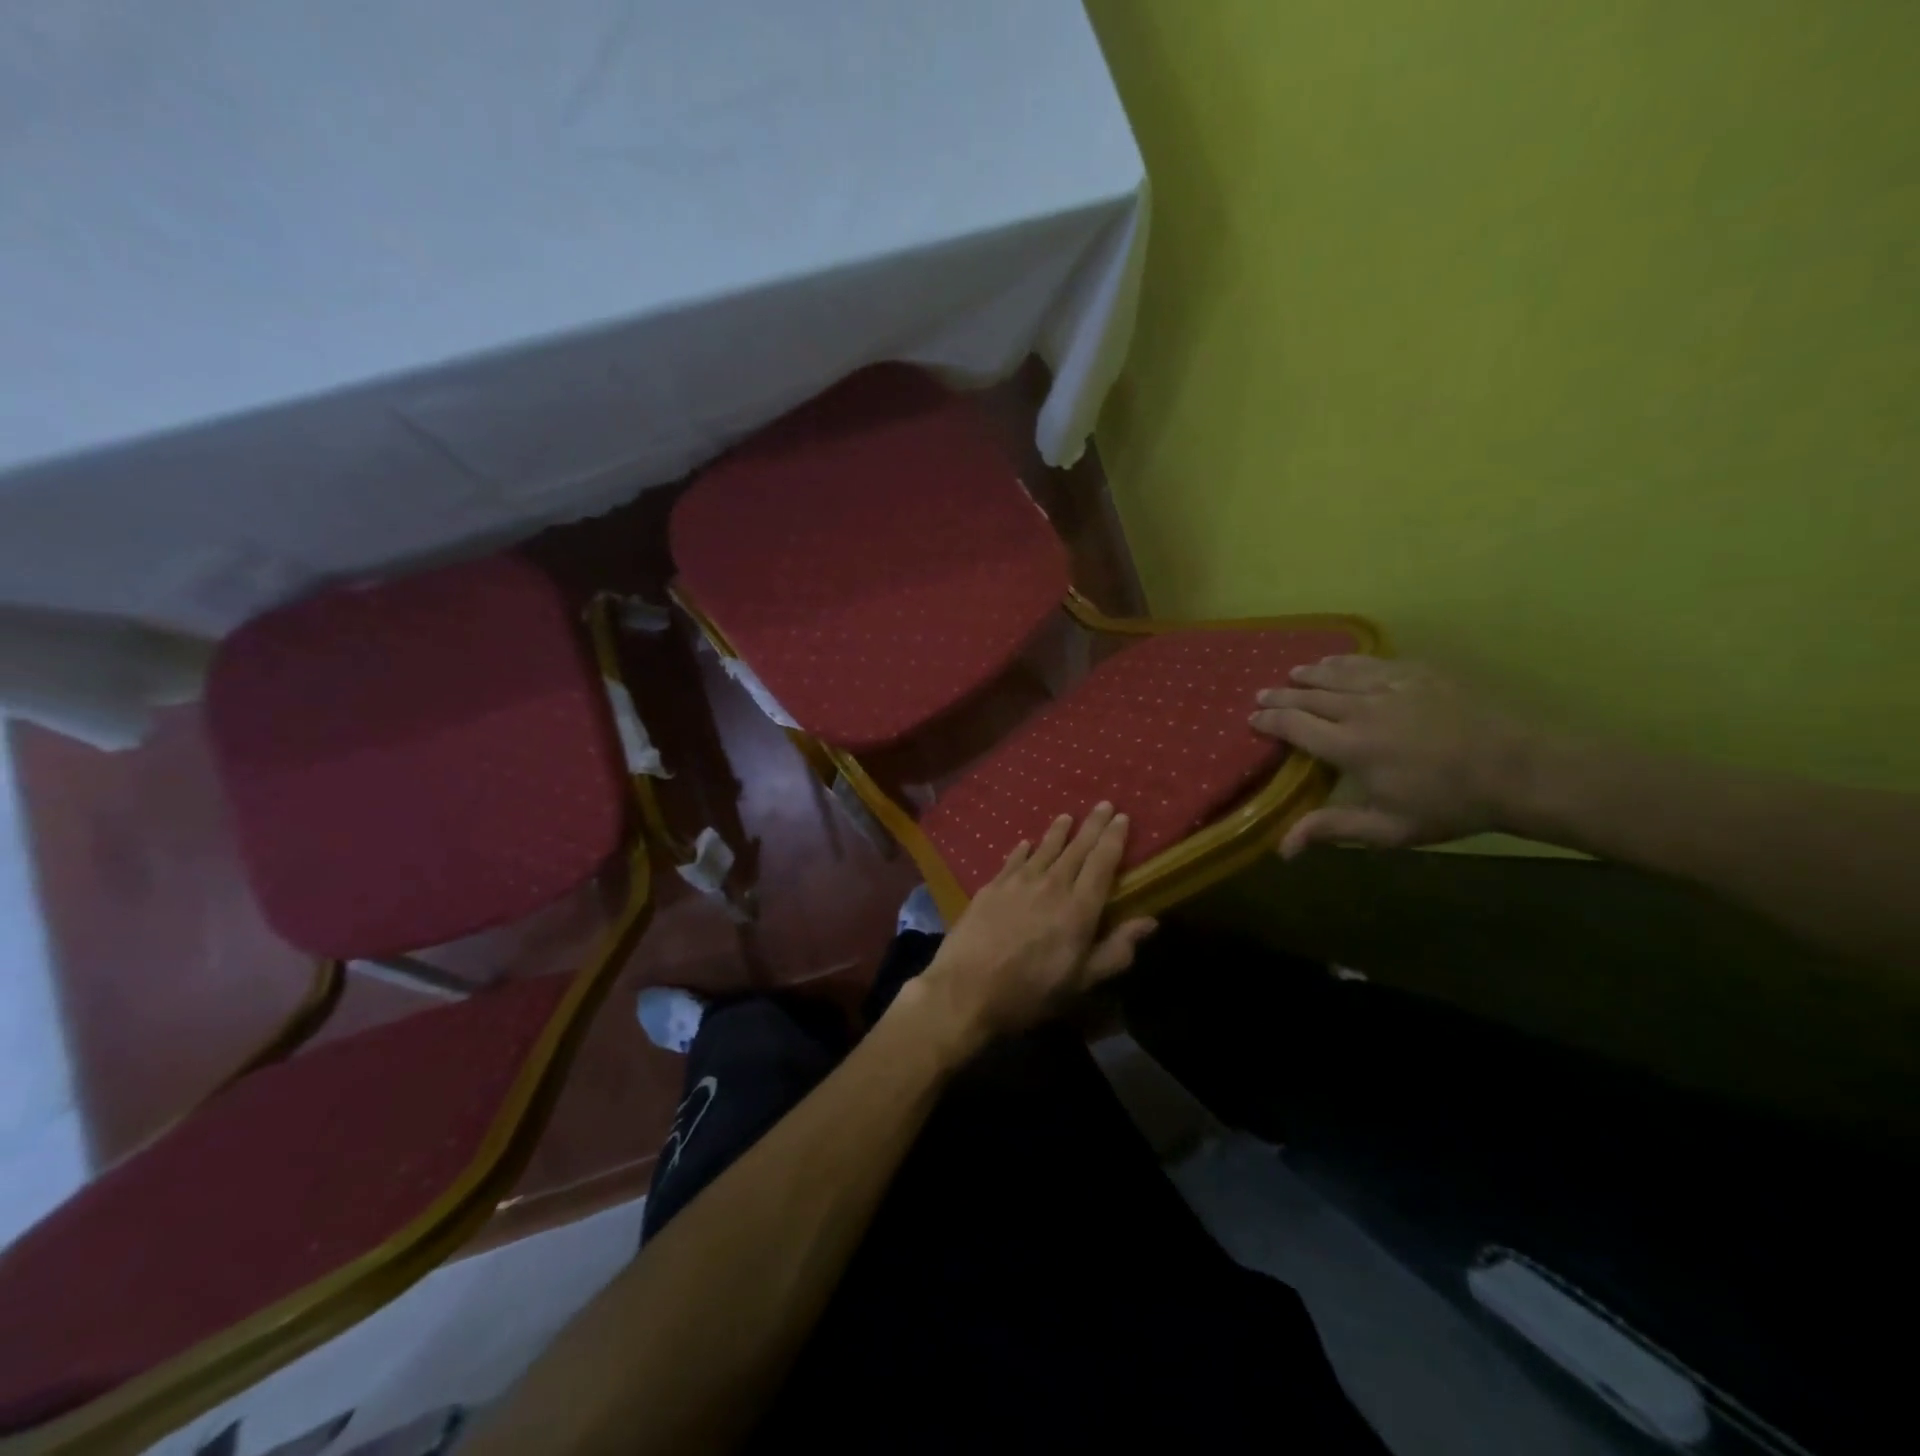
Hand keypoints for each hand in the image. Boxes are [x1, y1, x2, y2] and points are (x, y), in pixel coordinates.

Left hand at [908, 804, 1156, 1046]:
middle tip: (1103, 804)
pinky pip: (1013, 860)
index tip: (1122, 817)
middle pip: (1076, 849)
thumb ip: (1116, 950)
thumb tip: (1150, 920)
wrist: (966, 989)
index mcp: (1079, 909)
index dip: (1113, 839)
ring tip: (1067, 817)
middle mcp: (1051, 886)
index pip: (1102, 864)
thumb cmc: (1030, 992)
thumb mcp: (1081, 982)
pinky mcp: (991, 887)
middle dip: (1092, 826)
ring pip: (1044, 849)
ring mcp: (1018, 883)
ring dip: (1058, 832)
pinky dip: (1023, 850)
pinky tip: (1026, 843)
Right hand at [1250, 655, 1540, 856]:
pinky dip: (1348, 661)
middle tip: (1261, 694)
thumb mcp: (1388, 829)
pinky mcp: (1420, 673)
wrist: (1520, 770)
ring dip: (1310, 673)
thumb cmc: (1449, 805)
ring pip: (1338, 673)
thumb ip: (1332, 829)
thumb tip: (1282, 848)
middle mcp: (1362, 709)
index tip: (1252, 719)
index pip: (1295, 725)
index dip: (1269, 721)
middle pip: (1310, 695)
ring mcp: (1392, 686)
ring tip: (1293, 672)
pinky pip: (1373, 662)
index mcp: (1350, 746)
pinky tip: (1340, 661)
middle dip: (1281, 694)